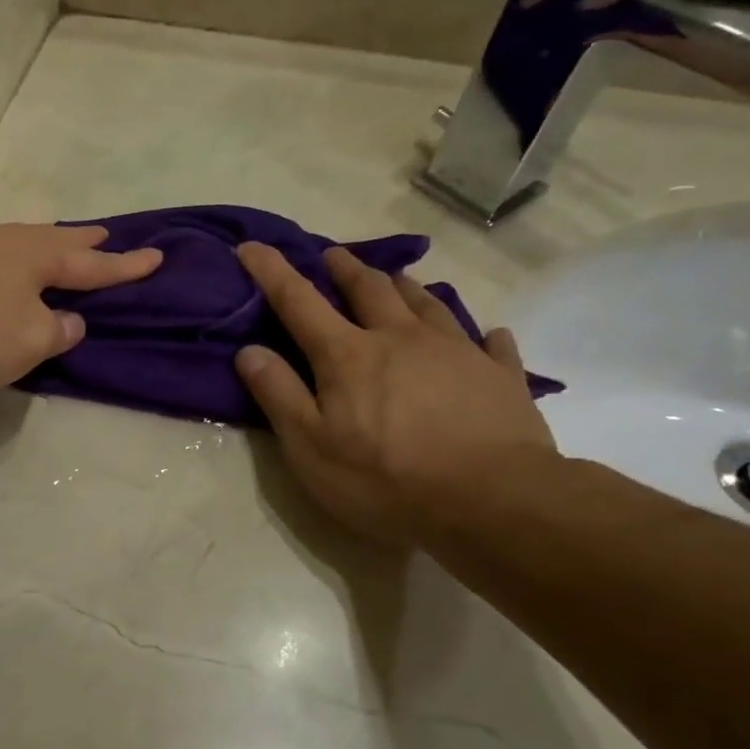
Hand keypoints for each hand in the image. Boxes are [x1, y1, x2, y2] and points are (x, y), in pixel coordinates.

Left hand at [0, 222, 161, 390]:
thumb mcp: (28, 341)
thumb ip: (57, 331)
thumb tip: (70, 321)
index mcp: (35, 256)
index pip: (91, 265)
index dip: (125, 266)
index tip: (156, 256)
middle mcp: (1, 239)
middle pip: (52, 239)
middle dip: (81, 243)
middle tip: (104, 237)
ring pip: (13, 242)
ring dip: (38, 247)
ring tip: (50, 249)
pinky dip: (2, 261)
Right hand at [234, 242, 557, 542]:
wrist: (492, 502)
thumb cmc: (385, 479)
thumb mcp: (310, 446)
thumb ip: (278, 394)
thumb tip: (248, 350)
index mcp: (348, 355)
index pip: (298, 301)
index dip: (272, 271)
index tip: (252, 246)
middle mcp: (401, 338)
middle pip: (370, 289)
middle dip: (345, 268)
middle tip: (333, 255)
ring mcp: (457, 352)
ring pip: (427, 303)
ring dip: (405, 287)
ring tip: (397, 279)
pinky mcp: (501, 377)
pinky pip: (491, 344)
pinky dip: (483, 335)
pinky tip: (489, 334)